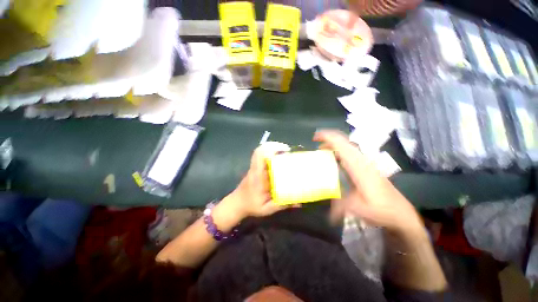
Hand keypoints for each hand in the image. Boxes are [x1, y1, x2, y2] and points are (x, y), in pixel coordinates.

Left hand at [223, 142, 299, 220]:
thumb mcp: (267, 209)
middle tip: (287, 150)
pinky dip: (269, 152)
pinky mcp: (254, 168)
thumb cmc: (251, 206)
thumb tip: (299, 203)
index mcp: (258, 176)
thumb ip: (282, 205)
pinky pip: (260, 156)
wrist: (237, 204)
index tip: (285, 150)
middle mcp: (255, 169)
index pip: (261, 157)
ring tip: (284, 151)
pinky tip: (278, 157)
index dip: (272, 149)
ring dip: (271, 148)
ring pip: (259, 151)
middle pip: (260, 150)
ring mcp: (253, 167)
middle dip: (274, 146)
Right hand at [314, 130, 423, 234]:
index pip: (341, 144)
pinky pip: (350, 152)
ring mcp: (364, 162)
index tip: (314, 138)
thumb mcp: (356, 208)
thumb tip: (327, 214)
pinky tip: (334, 160)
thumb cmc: (380, 208)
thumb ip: (338, 207)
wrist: (400, 212)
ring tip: (321, 151)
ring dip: (333, 145)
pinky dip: (339, 151)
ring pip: (347, 145)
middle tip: (315, 144)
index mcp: (357, 166)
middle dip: (328, 138)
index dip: (327, 137)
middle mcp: (361, 160)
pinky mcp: (366, 166)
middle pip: (343, 141)